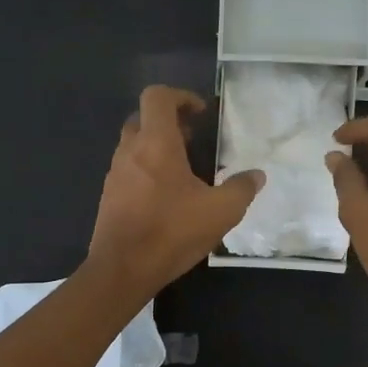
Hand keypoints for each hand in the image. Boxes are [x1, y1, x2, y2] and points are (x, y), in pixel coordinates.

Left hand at [87, 85, 263, 300]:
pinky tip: (168, 197)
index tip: (201, 114)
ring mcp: (115, 174)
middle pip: (143, 117)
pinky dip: (147, 170)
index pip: (158, 97)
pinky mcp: (109, 197)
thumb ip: (242, 189)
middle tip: (194, 138)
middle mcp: (130, 151)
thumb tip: (257, 176)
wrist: (122, 270)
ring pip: (134, 144)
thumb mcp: (221, 212)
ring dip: (157, 147)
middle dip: (169, 121)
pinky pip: (129, 170)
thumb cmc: (172, 232)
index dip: (181, 96)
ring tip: (185, 169)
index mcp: (156, 143)